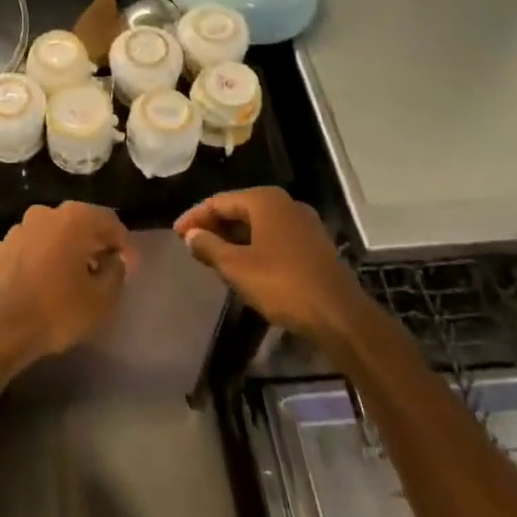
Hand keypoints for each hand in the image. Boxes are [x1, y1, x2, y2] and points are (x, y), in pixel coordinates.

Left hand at [0, 202, 132, 377]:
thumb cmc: (56, 311)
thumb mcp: (101, 299)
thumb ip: (115, 273)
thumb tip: (113, 260)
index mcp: (72, 219)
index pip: (108, 220)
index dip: (124, 243)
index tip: (132, 266)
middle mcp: (43, 214)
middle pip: (78, 223)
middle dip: (94, 243)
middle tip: (106, 268)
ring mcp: (17, 229)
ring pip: (52, 235)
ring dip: (67, 250)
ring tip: (75, 278)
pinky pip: (31, 249)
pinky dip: (43, 260)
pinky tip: (45, 284)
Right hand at [174, 187, 356, 338]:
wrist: (340, 316)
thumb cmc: (282, 284)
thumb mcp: (236, 267)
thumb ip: (209, 247)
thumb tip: (192, 235)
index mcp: (264, 200)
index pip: (218, 201)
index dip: (194, 217)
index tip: (176, 234)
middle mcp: (285, 204)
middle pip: (239, 209)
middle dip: (214, 226)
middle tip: (193, 244)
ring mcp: (304, 224)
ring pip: (258, 224)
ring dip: (234, 238)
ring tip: (214, 256)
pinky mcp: (315, 245)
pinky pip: (274, 237)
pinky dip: (254, 246)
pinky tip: (245, 265)